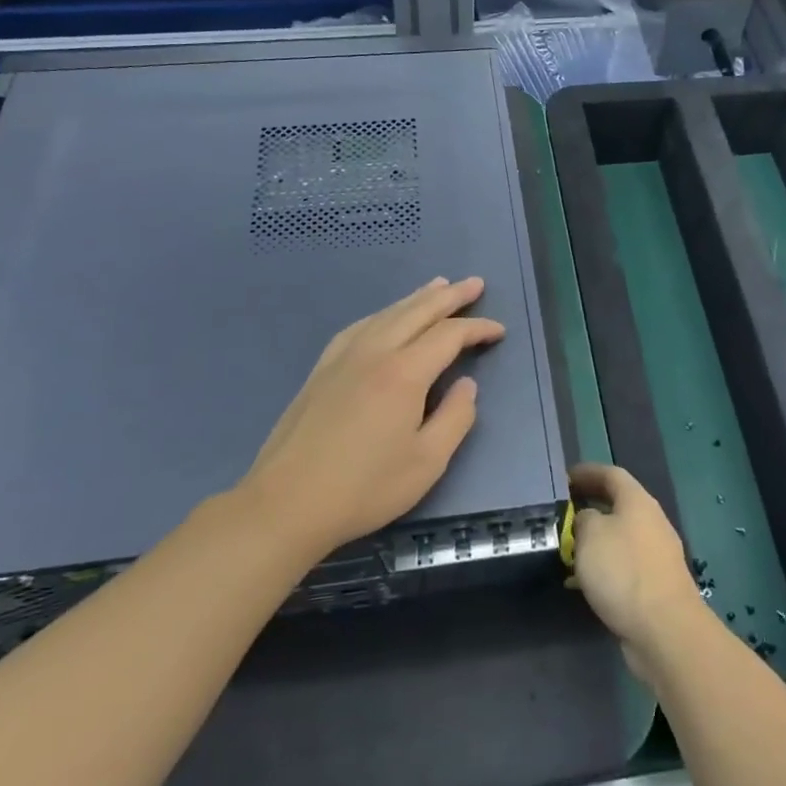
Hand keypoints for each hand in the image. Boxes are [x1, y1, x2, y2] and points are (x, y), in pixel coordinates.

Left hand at [238, 277, 504, 558]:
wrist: (286, 502)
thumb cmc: (364, 488)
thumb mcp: (427, 463)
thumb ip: (455, 418)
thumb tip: (466, 384)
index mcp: (404, 373)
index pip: (449, 335)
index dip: (477, 328)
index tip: (499, 330)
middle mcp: (374, 352)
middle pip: (418, 311)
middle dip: (450, 296)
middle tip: (475, 283)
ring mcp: (343, 357)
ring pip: (387, 313)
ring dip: (417, 298)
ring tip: (438, 286)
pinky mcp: (322, 369)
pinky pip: (360, 325)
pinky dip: (384, 313)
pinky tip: (386, 317)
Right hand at [567, 463, 703, 678]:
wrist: (665, 630)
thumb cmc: (624, 571)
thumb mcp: (590, 534)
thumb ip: (582, 518)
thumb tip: (586, 519)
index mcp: (638, 501)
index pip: (611, 474)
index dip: (587, 472)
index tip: (563, 478)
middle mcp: (650, 522)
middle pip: (617, 505)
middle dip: (588, 506)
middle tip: (561, 512)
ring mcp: (655, 555)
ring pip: (618, 537)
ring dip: (593, 540)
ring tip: (565, 548)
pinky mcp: (654, 585)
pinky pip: (622, 566)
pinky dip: (601, 568)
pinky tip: (580, 583)